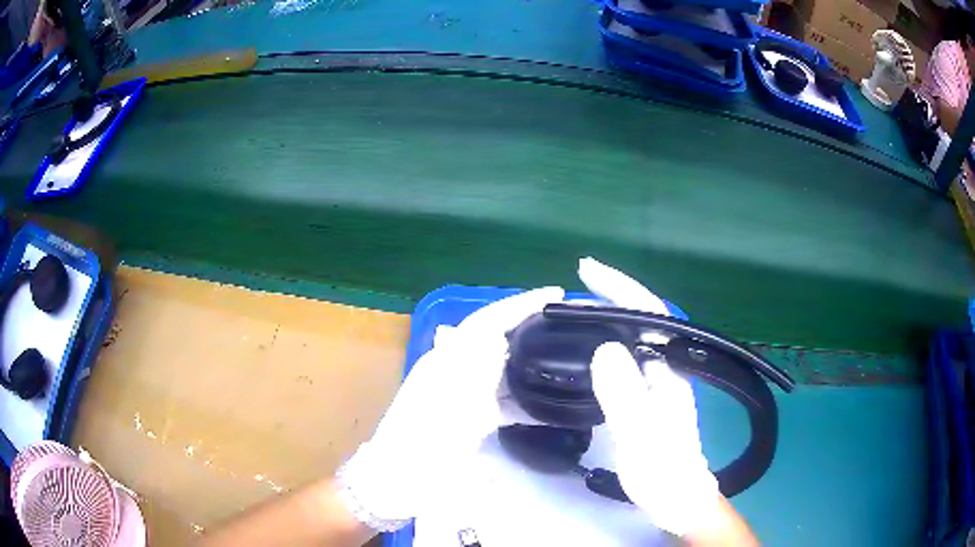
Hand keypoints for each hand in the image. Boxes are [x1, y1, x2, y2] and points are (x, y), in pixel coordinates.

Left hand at [336, 287, 564, 530]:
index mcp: (451, 357)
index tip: (556, 294)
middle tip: (571, 326)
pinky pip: (506, 402)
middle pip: (501, 340)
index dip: (523, 303)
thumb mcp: (453, 400)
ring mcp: (466, 394)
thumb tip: (497, 333)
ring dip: (535, 366)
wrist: (400, 475)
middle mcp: (459, 368)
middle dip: (533, 329)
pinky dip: (527, 403)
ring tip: (570, 363)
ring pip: (507, 371)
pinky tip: (551, 410)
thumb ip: (474, 364)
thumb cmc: (425, 439)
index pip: (492, 318)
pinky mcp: (473, 417)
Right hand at [579, 258, 719, 536]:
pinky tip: (585, 351)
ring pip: (630, 337)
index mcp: (669, 368)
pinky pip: (623, 358)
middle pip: (639, 319)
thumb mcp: (641, 436)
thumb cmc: (663, 471)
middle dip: (607, 297)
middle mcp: (665, 367)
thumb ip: (625, 394)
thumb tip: (604, 347)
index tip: (587, 271)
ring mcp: (656, 381)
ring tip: (568, 317)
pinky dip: (602, 344)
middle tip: (566, 296)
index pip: (649, 313)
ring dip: (602, 319)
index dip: (620, 287)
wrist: (677, 497)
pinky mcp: (646, 396)